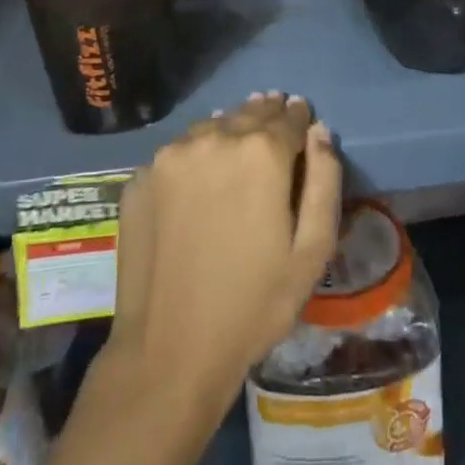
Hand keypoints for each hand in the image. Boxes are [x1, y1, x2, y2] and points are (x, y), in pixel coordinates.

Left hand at [108, 93, 341, 406]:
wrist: (168, 351)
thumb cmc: (253, 305)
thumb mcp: (311, 252)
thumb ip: (324, 181)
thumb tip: (320, 131)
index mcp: (261, 153)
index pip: (289, 116)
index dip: (299, 118)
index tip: (302, 119)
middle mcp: (214, 138)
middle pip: (248, 113)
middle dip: (265, 115)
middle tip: (274, 119)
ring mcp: (170, 155)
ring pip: (210, 127)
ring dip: (228, 129)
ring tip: (237, 144)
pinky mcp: (139, 177)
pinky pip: (177, 153)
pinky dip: (194, 155)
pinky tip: (198, 178)